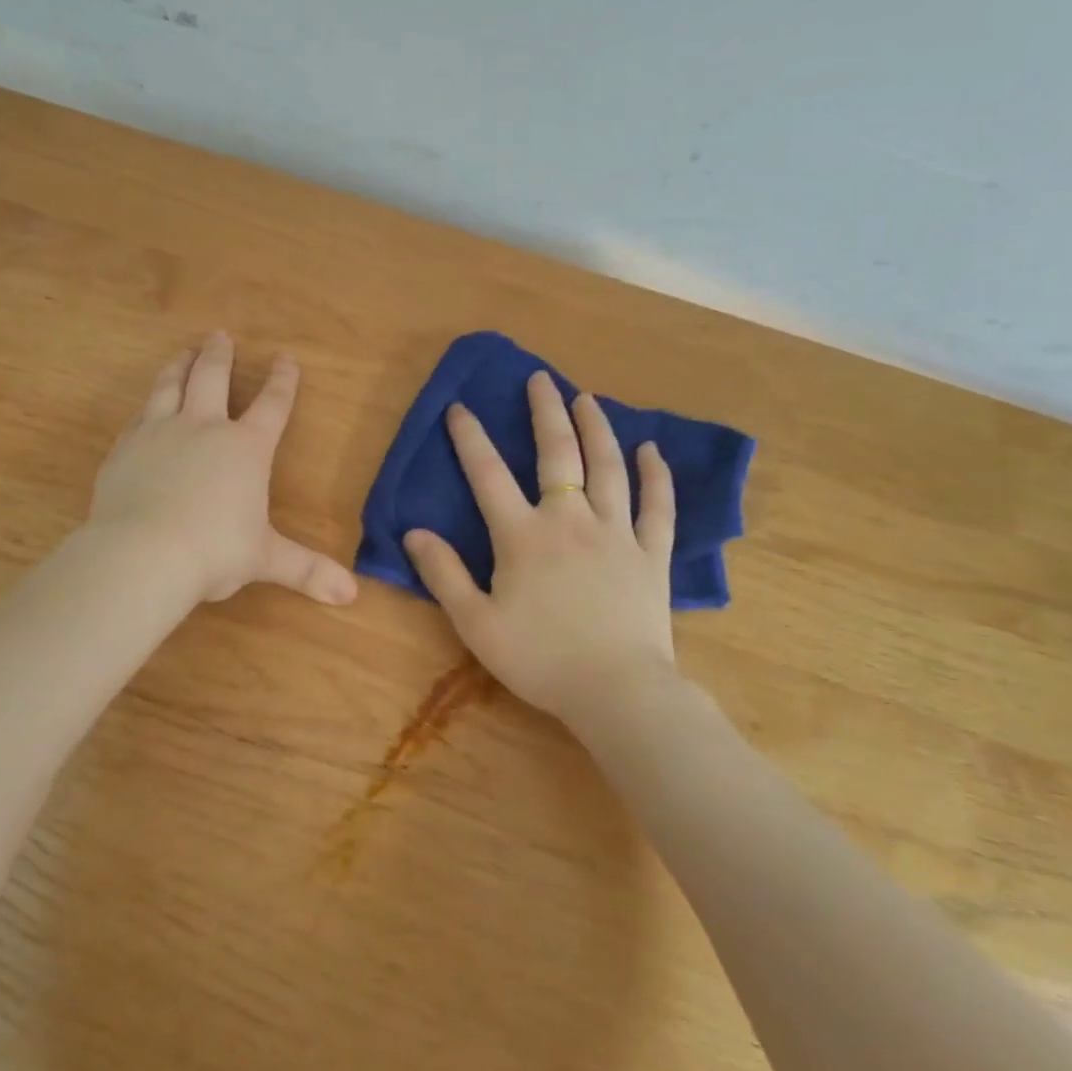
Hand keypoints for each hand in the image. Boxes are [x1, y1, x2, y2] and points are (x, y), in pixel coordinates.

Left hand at [88, 331, 358, 606]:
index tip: (286, 357)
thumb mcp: (265, 560)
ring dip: (179, 365)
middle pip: (212, 377)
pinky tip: (145, 407)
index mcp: (245, 448)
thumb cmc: (214, 552)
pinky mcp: (125, 449)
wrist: (142, 554)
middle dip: (219, 355)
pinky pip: (138, 417)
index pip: (272, 405)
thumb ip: (307, 570)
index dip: (282, 381)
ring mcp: (159, 433)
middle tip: (220, 335)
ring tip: (182, 352)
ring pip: (169, 386)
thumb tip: (352, 595)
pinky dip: (147, 406)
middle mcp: (204, 428)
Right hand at [403, 371, 677, 722]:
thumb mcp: (476, 623)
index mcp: (523, 536)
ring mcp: (617, 532)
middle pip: (558, 453)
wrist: (616, 692)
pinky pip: (657, 505)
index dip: (470, 438)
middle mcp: (570, 520)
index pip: (488, 474)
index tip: (460, 407)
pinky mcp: (652, 553)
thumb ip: (444, 574)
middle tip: (541, 379)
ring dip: (597, 428)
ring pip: (608, 467)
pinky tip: (652, 450)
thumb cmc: (540, 659)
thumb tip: (414, 533)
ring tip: (587, 399)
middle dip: (546, 412)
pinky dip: (656, 475)